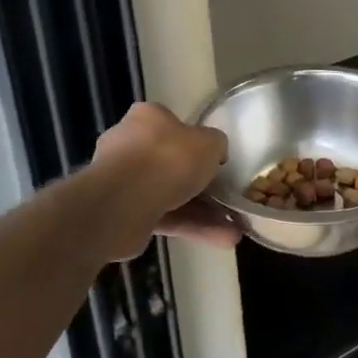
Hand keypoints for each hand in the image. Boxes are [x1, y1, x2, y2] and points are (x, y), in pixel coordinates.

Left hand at [90, 102, 240, 258]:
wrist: (124, 202)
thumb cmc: (168, 159)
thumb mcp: (209, 143)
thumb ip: (215, 145)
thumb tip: (214, 153)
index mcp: (146, 118)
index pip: (171, 124)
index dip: (195, 142)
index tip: (214, 160)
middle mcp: (129, 145)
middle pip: (171, 163)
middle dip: (202, 186)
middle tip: (227, 198)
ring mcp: (124, 182)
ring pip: (171, 195)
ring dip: (203, 214)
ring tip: (234, 231)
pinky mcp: (124, 213)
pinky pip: (164, 217)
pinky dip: (191, 228)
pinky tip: (221, 240)